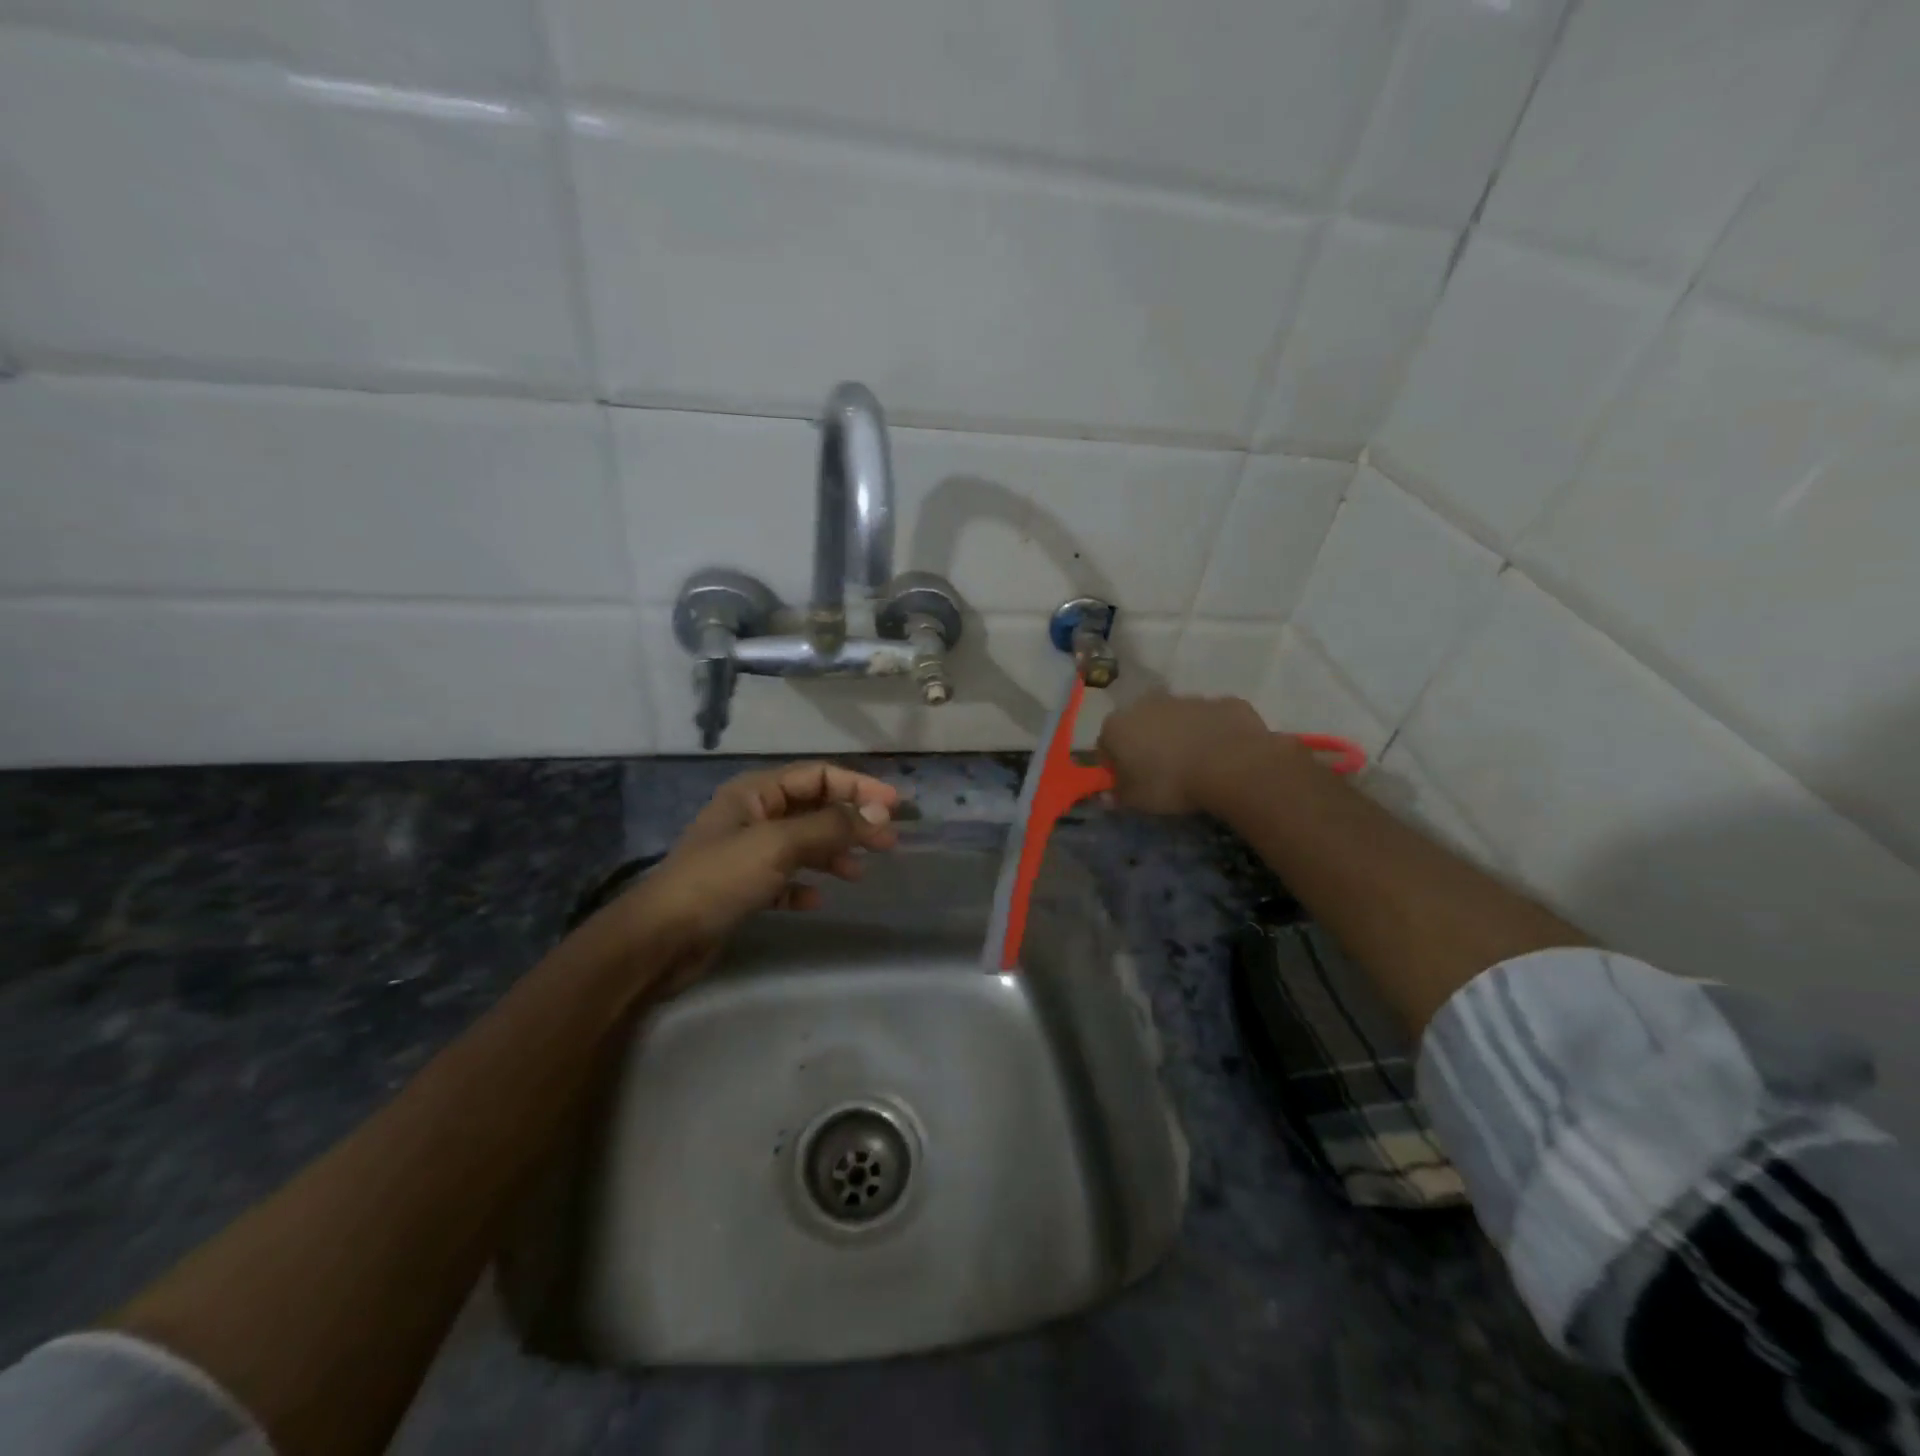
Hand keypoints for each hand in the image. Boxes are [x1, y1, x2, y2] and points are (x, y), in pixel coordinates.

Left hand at [599, 762, 899, 991]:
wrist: (660, 939)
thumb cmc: (720, 879)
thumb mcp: (779, 844)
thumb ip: (830, 826)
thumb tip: (879, 814)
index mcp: (755, 792)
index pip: (818, 775)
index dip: (859, 787)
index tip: (895, 807)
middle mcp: (752, 815)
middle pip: (813, 809)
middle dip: (851, 823)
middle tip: (888, 843)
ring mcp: (745, 852)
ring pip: (802, 844)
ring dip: (832, 854)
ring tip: (858, 874)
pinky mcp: (742, 887)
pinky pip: (784, 878)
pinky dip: (804, 884)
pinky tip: (817, 900)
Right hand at [1096, 692, 1273, 814]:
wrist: (1231, 764)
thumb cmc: (1170, 783)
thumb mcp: (1135, 800)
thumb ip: (1117, 794)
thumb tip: (1107, 794)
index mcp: (1118, 725)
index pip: (1106, 744)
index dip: (1116, 764)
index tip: (1129, 782)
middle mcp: (1148, 703)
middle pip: (1141, 724)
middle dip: (1147, 743)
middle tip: (1162, 772)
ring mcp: (1187, 698)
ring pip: (1177, 718)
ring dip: (1181, 735)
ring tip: (1195, 765)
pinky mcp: (1222, 701)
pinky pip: (1211, 719)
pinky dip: (1213, 732)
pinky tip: (1223, 755)